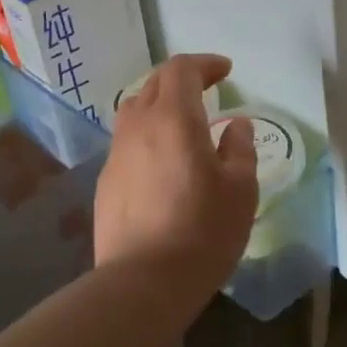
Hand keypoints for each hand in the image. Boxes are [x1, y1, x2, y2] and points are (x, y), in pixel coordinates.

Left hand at [95, 54, 257, 292]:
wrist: (143, 282)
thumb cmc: (202, 230)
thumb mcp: (240, 189)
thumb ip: (239, 148)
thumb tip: (236, 125)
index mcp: (173, 117)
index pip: (182, 69)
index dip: (204, 64)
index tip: (225, 71)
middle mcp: (139, 125)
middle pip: (155, 83)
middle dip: (182, 78)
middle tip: (207, 89)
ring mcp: (117, 153)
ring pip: (135, 109)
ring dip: (159, 103)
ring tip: (181, 121)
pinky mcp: (106, 180)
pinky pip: (127, 141)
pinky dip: (147, 134)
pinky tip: (161, 161)